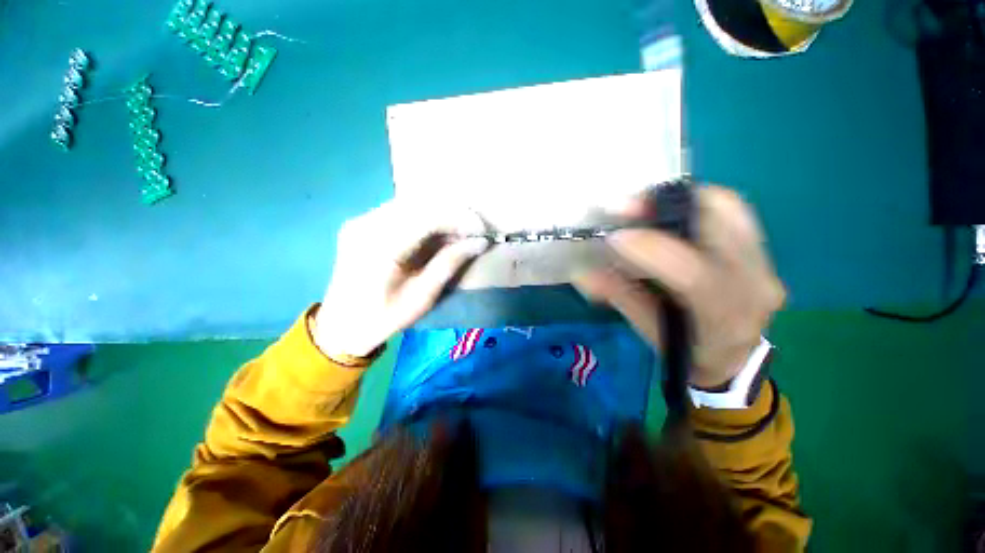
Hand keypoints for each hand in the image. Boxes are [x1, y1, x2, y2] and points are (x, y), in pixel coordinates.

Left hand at [313, 199, 488, 358]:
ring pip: (409, 204)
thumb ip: (449, 264)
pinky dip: (423, 218)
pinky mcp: (360, 223)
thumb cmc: (384, 318)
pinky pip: (399, 211)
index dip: (458, 219)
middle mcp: (366, 225)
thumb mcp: (422, 297)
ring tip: (458, 232)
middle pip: (419, 205)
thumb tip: (479, 242)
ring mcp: (360, 221)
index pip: (427, 218)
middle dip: (451, 214)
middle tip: (473, 231)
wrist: (341, 326)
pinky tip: (435, 232)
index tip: (481, 230)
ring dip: (438, 215)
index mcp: (380, 248)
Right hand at [574, 185, 784, 387]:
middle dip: (666, 205)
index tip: (614, 237)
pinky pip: (730, 211)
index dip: (651, 249)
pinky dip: (693, 205)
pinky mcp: (761, 250)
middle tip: (625, 207)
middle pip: (722, 220)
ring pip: (728, 207)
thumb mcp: (649, 329)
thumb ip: (619, 297)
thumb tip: (582, 273)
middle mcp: (755, 284)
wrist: (733, 357)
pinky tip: (665, 213)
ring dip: (678, 200)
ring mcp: (765, 263)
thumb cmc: (687, 350)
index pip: (694, 274)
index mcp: (724, 317)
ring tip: (640, 207)